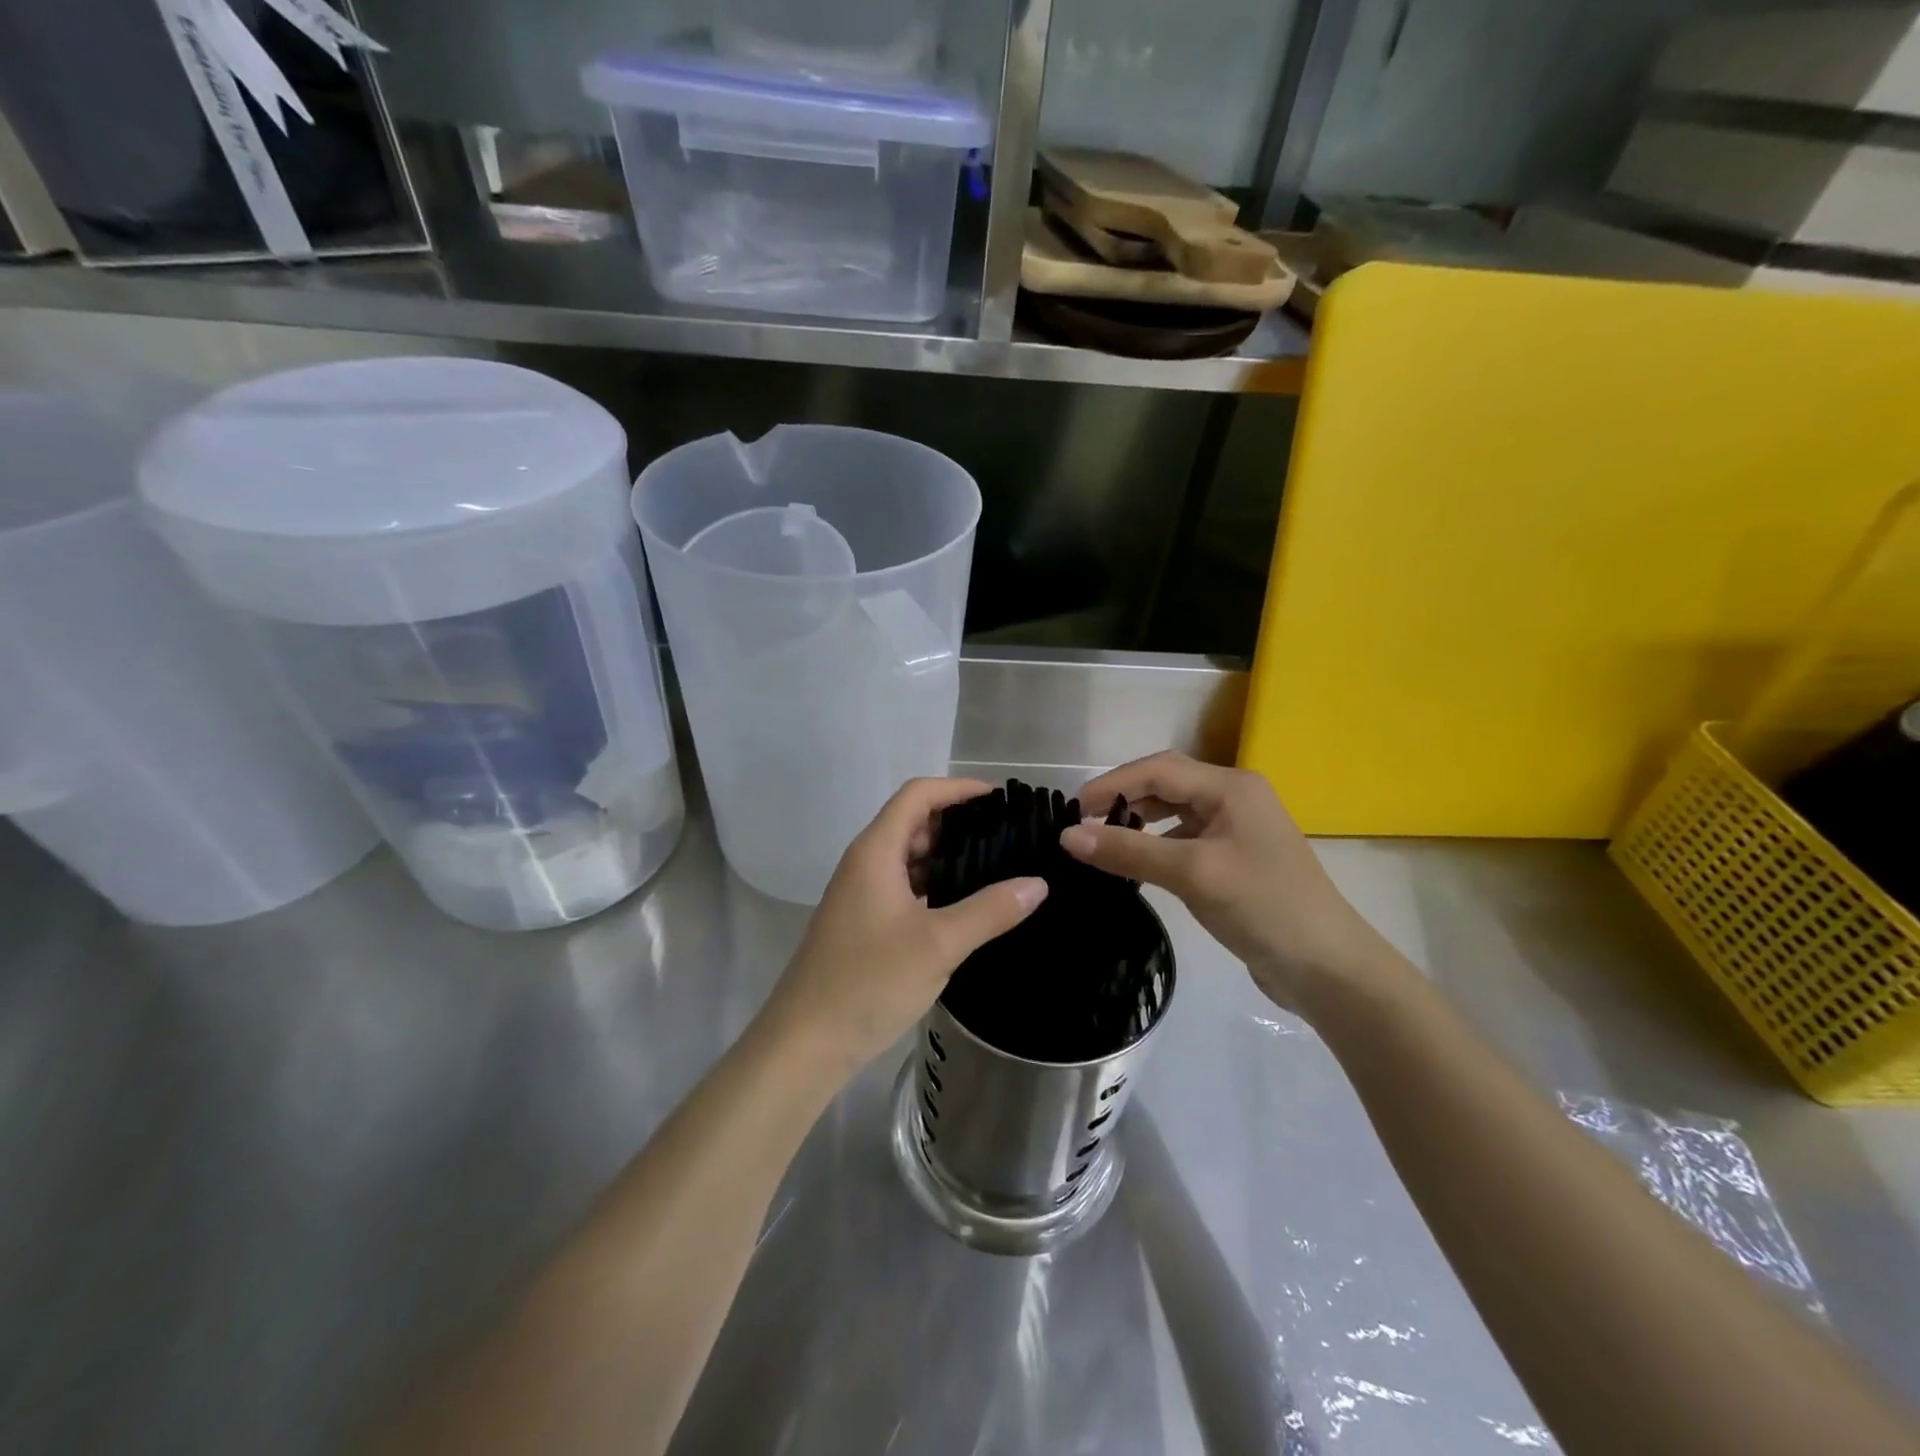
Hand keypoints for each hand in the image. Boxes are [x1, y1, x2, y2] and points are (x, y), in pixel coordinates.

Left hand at [761, 778, 1047, 1079]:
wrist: (806, 1042)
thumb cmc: (868, 982)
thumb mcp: (938, 944)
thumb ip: (990, 910)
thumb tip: (1038, 883)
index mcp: (876, 852)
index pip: (918, 795)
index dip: (958, 788)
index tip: (1001, 798)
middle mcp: (866, 863)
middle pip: (914, 822)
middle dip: (959, 821)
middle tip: (1008, 834)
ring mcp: (862, 894)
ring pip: (910, 857)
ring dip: (949, 855)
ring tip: (998, 865)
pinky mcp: (865, 922)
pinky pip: (906, 887)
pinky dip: (936, 885)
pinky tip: (967, 905)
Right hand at [1060, 752, 1393, 1010]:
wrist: (1327, 969)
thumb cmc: (1262, 907)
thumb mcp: (1192, 873)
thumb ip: (1129, 850)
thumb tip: (1067, 836)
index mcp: (1231, 787)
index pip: (1159, 769)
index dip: (1112, 783)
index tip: (1072, 809)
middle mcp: (1235, 798)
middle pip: (1167, 785)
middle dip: (1124, 799)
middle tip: (1083, 825)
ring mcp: (1238, 830)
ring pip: (1175, 813)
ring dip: (1139, 823)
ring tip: (1103, 842)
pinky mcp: (1236, 861)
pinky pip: (1186, 840)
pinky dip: (1157, 846)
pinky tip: (1138, 866)